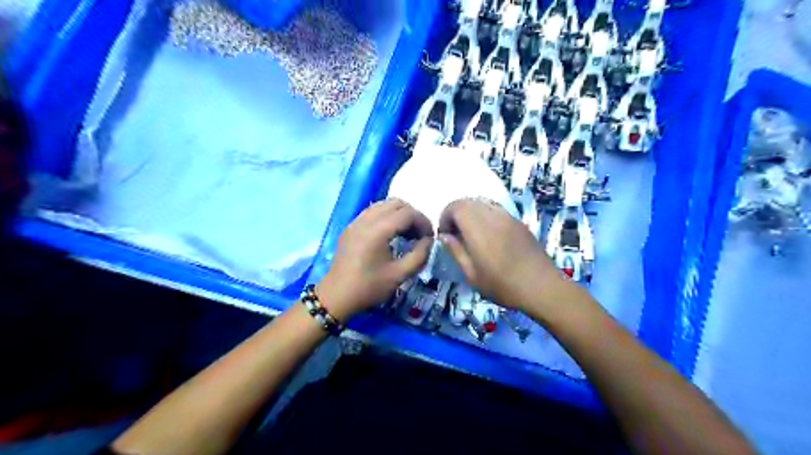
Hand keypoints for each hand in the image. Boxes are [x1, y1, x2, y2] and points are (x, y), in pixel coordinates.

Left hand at [315, 198, 433, 320]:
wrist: (336, 297)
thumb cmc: (369, 287)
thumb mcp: (399, 275)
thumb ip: (420, 255)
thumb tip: (429, 241)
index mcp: (378, 230)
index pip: (408, 213)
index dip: (423, 222)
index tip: (430, 238)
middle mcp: (366, 219)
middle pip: (397, 203)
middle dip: (412, 215)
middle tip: (419, 234)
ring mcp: (356, 221)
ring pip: (384, 204)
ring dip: (399, 214)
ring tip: (406, 234)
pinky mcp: (350, 227)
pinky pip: (372, 211)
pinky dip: (386, 216)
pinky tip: (390, 234)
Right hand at [437, 199, 565, 309]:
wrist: (542, 287)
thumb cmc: (502, 286)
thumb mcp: (472, 275)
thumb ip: (456, 251)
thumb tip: (444, 236)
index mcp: (478, 229)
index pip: (456, 206)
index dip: (445, 216)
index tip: (445, 234)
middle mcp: (493, 216)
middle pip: (468, 201)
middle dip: (457, 213)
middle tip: (456, 234)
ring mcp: (508, 217)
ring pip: (483, 203)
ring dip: (471, 213)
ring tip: (472, 234)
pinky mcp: (518, 222)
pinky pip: (496, 210)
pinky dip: (485, 216)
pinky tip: (490, 236)